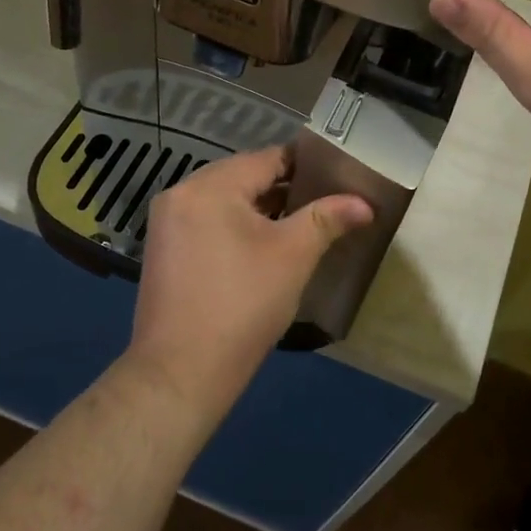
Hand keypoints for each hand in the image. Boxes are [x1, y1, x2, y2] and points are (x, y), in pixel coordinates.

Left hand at [128, 147, 372, 407]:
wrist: (181, 371)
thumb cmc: (243, 305)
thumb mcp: (293, 256)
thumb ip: (327, 219)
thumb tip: (365, 203)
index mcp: (209, 186)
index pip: (267, 158)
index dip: (306, 164)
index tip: (338, 175)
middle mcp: (181, 193)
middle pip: (243, 176)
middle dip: (285, 187)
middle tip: (325, 200)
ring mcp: (167, 223)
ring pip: (225, 200)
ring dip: (261, 208)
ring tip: (301, 222)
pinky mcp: (164, 250)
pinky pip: (208, 222)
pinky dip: (236, 225)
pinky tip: (263, 245)